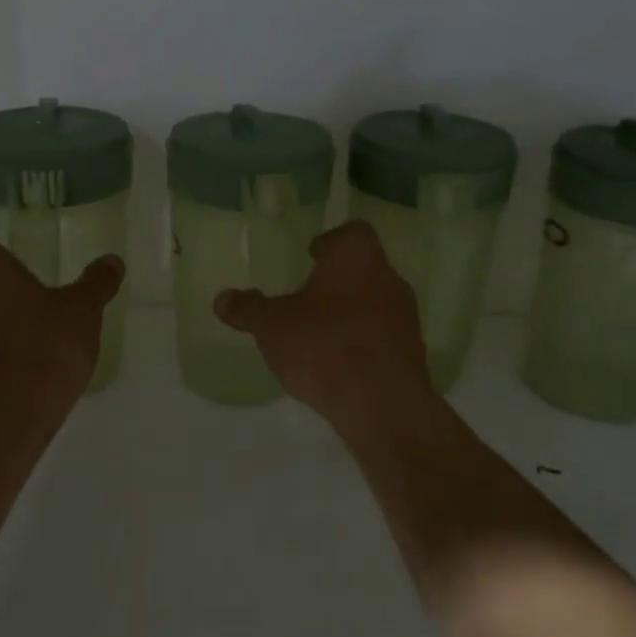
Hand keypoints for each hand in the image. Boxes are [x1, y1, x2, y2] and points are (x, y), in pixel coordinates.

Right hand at [214, 220, 438, 435]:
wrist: (382, 403)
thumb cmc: (324, 346)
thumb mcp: (272, 326)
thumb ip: (248, 309)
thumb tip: (222, 299)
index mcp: (357, 256)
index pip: (351, 233)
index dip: (331, 242)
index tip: (312, 256)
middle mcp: (388, 277)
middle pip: (363, 268)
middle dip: (336, 281)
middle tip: (308, 297)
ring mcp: (405, 315)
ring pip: (374, 302)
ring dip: (350, 312)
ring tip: (320, 333)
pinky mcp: (413, 351)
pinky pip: (382, 335)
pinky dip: (363, 341)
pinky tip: (340, 362)